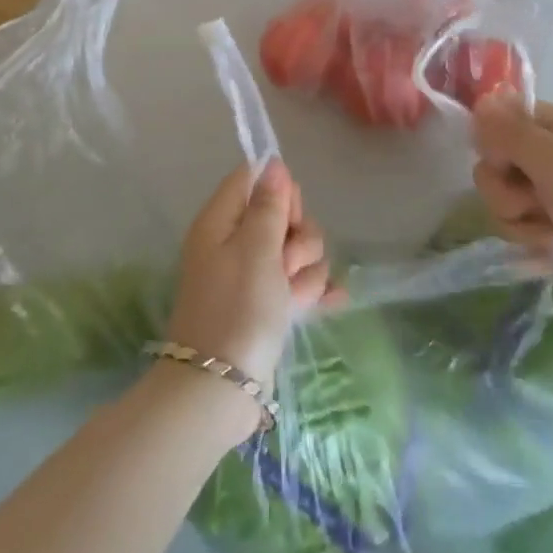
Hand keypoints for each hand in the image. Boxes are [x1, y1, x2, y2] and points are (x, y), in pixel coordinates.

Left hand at [165, 160, 331, 400]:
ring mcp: (252, 276)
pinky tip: (332, 302)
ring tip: (292, 298)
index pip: (253, 180)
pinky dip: (313, 292)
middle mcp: (235, 243)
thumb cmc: (237, 308)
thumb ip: (269, 205)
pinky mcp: (267, 306)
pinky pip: (299, 285)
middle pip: (282, 216)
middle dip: (299, 239)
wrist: (220, 388)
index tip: (289, 215)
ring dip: (305, 272)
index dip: (279, 192)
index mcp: (221, 222)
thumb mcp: (255, 248)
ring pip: (297, 253)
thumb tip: (272, 164)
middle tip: (286, 264)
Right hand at [470, 93, 552, 298]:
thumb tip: (479, 101)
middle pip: (490, 163)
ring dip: (518, 219)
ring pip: (497, 196)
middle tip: (537, 202)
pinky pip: (510, 222)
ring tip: (550, 230)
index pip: (497, 118)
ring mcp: (542, 189)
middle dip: (506, 190)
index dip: (493, 143)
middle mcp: (543, 152)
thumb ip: (513, 134)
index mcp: (552, 126)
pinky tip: (551, 245)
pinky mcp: (542, 220)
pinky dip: (527, 236)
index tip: (507, 163)